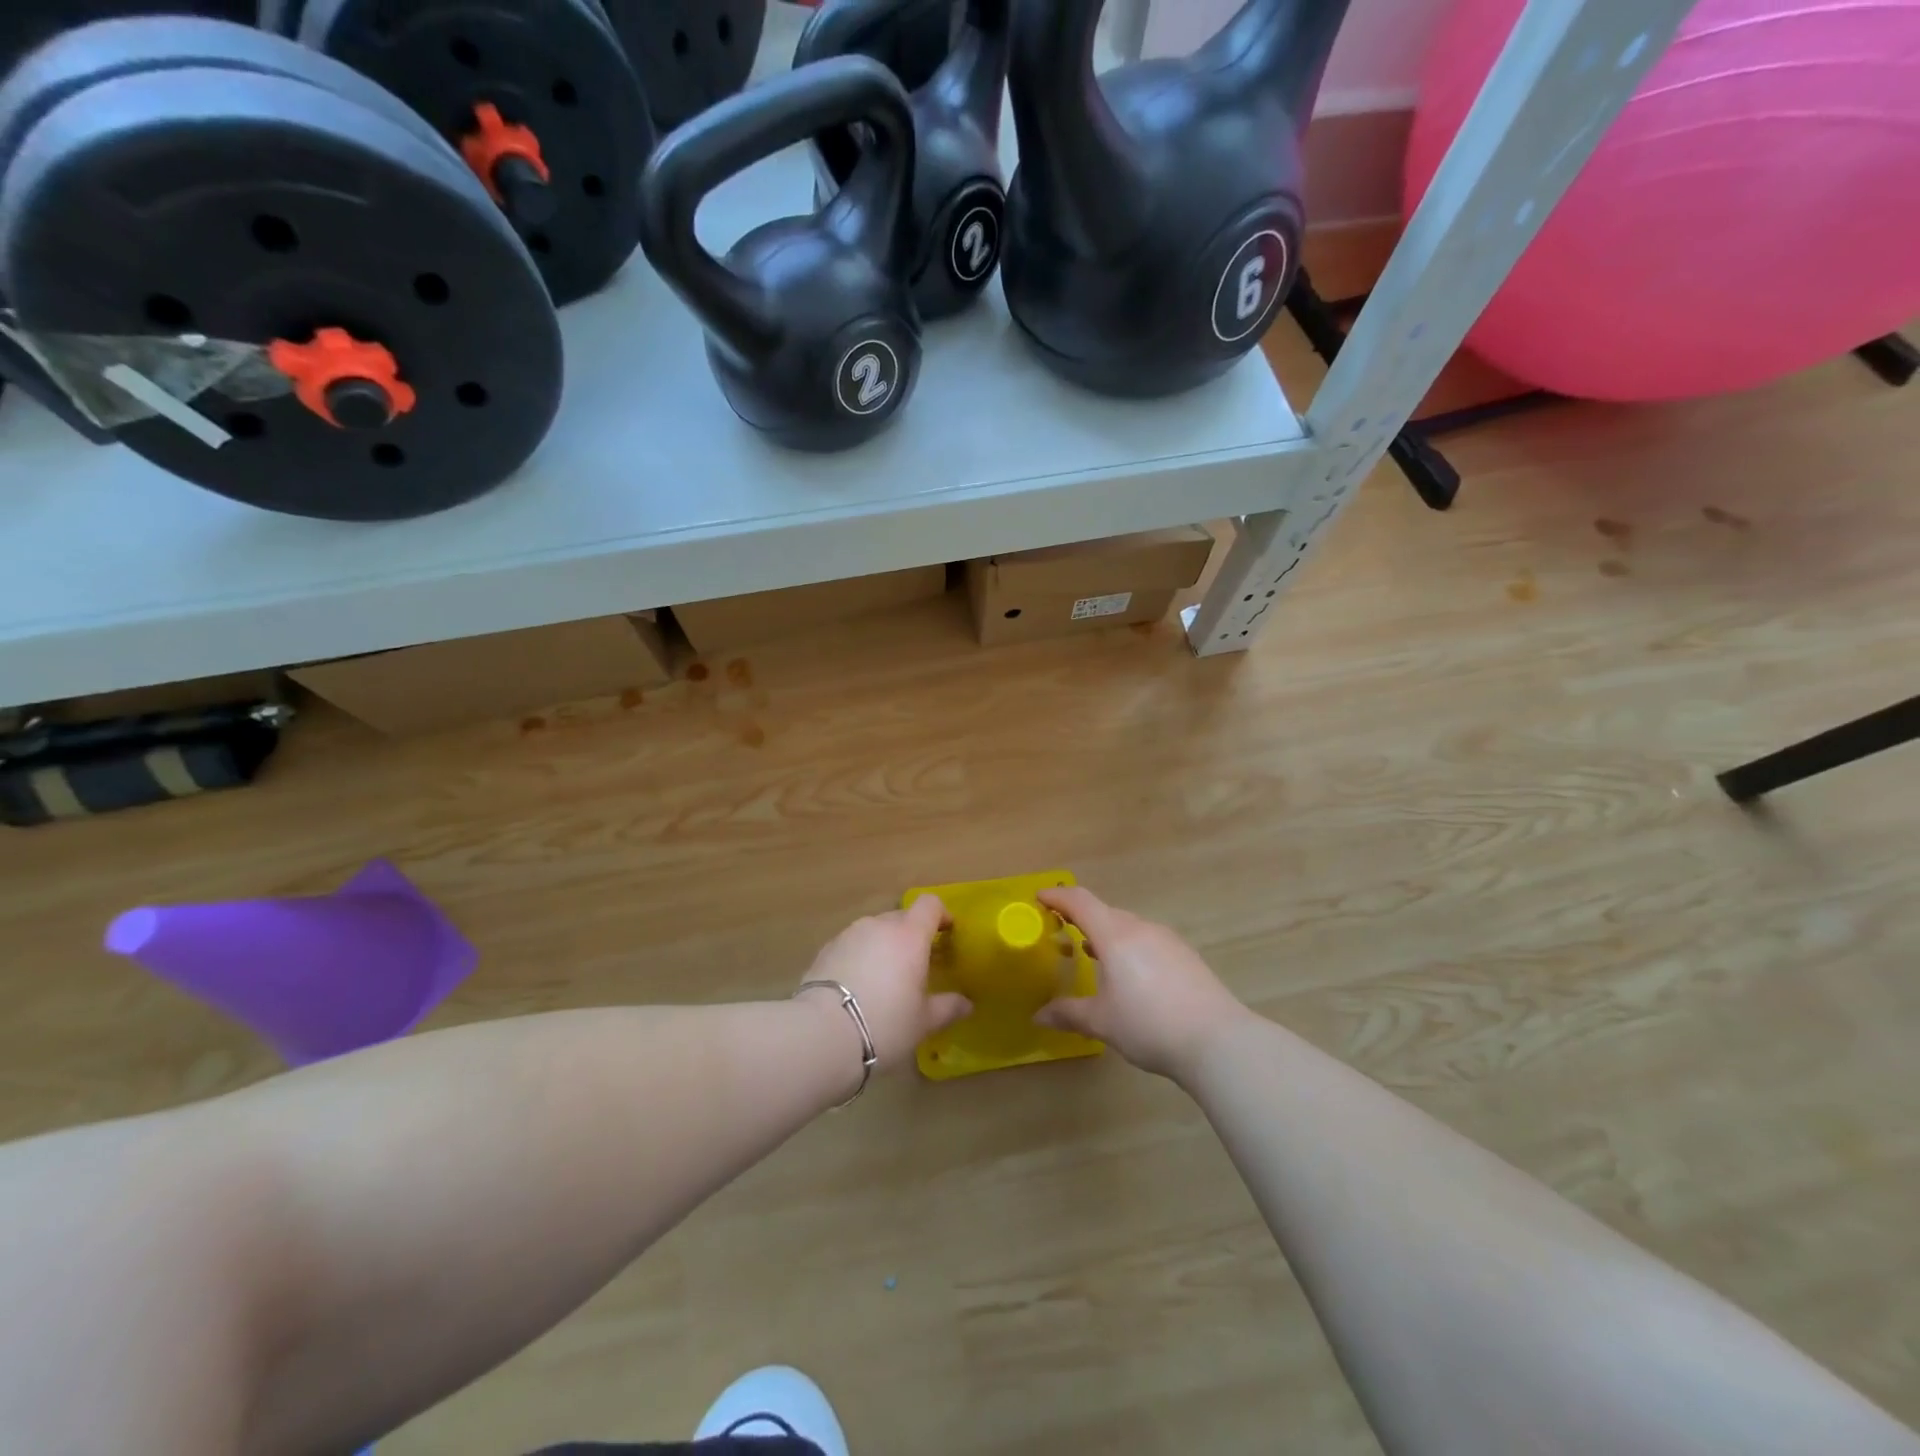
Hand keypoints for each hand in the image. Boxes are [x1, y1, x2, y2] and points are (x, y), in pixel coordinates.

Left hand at [799, 896, 971, 1071]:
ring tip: (884, 979)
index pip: (930, 905)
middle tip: (917, 966)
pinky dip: (860, 957)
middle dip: (912, 936)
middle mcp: (879, 925)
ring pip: (874, 931)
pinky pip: (852, 945)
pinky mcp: (825, 949)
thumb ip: (948, 1007)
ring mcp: (849, 934)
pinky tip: (857, 987)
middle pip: (902, 918)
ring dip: (884, 946)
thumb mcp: (923, 1022)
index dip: (941, 915)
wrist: (821, 1034)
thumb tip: (967, 1003)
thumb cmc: (885, 1024)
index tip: (946, 934)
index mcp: (909, 935)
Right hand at [1034, 886, 1249, 1081]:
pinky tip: (1131, 975)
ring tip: (1092, 955)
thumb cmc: (1149, 1025)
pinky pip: (1147, 941)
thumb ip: (1068, 1014)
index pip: (1080, 901)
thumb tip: (1039, 1016)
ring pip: (1128, 927)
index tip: (1039, 898)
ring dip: (1106, 935)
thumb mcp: (1102, 1022)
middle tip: (1061, 932)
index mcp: (1115, 935)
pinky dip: (1129, 948)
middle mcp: (1141, 928)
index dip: (1057, 897)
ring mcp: (1167, 940)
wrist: (1217, 1041)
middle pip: (1104, 912)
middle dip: (1080, 918)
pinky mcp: (1186, 956)